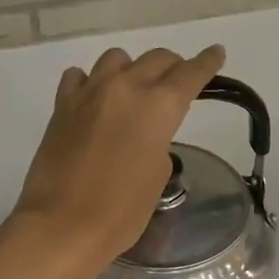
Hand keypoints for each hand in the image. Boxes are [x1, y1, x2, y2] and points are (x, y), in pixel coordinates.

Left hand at [13, 45, 226, 267]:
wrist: (63, 224)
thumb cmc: (122, 211)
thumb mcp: (157, 177)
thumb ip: (159, 142)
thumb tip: (145, 134)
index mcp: (159, 107)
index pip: (191, 74)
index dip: (207, 63)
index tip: (216, 53)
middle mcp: (126, 88)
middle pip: (157, 58)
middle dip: (173, 67)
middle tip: (177, 82)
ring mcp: (89, 92)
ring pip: (117, 59)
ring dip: (132, 69)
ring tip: (132, 92)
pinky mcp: (62, 105)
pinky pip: (80, 76)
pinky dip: (92, 82)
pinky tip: (93, 100)